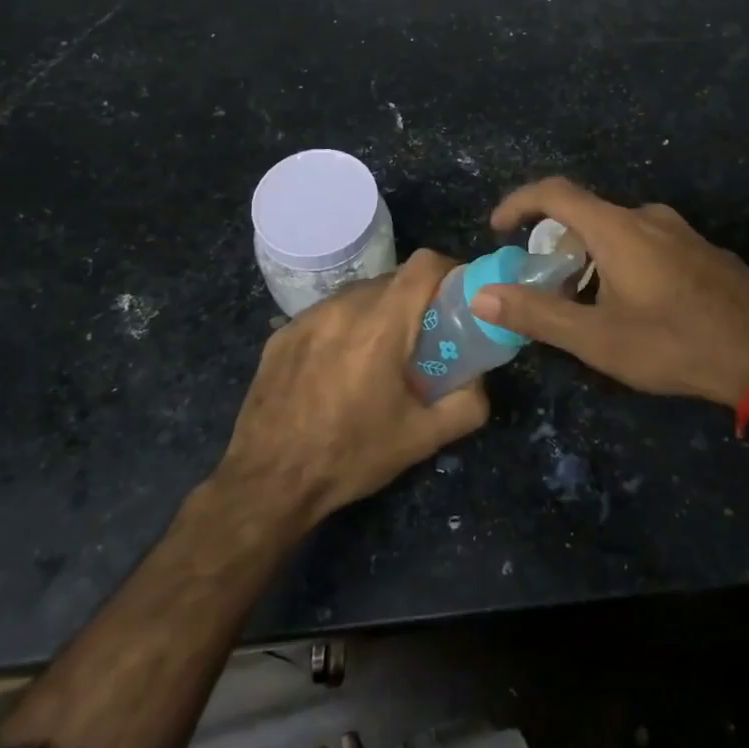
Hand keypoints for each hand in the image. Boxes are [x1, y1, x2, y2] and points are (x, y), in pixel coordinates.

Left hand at [219, 251, 488, 523]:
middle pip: (393, 279)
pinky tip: (338, 369)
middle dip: (415, 299)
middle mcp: (344, 307)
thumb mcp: (421, 439)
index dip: (448, 270)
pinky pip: (327, 314)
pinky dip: (344, 327)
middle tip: (424, 336)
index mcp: (382, 325)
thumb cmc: (350, 456)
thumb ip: (466, 405)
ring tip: (379, 354)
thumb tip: (481, 381)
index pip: (424, 264)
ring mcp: (308, 317)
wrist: (267, 483)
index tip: (457, 296)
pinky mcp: (283, 333)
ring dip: (379, 312)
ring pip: (358, 294)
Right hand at [474, 178, 748, 406]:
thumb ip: (538, 313)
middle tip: (544, 281)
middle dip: (555, 242)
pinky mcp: (700, 249)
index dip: (519, 202)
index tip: (499, 228)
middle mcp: (645, 217)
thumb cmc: (674, 343)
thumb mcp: (598, 338)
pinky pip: (646, 241)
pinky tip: (634, 304)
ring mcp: (678, 230)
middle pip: (585, 213)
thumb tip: (483, 294)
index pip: (554, 192)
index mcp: (616, 228)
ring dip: (590, 255)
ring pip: (617, 230)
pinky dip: (622, 259)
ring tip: (587, 300)